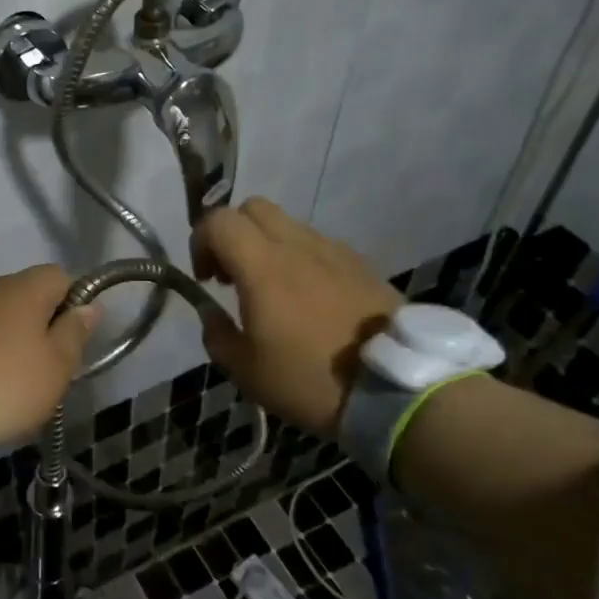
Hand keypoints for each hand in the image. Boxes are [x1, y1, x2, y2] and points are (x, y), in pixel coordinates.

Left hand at [0, 265, 100, 447]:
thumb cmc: (7, 383)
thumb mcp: (56, 365)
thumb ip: (75, 332)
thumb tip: (89, 307)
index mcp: (25, 288)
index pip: (61, 275)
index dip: (74, 301)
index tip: (73, 337)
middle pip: (28, 295)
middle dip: (41, 323)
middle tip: (47, 364)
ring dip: (10, 339)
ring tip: (13, 379)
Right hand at [192, 197, 399, 435]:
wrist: (397, 390)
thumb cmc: (310, 379)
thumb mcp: (246, 371)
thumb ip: (216, 334)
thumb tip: (209, 312)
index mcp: (262, 266)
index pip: (219, 221)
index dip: (200, 241)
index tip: (205, 279)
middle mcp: (297, 246)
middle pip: (253, 208)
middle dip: (233, 233)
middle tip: (232, 274)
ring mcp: (334, 252)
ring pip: (288, 225)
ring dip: (268, 246)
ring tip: (271, 291)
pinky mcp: (361, 265)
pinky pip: (319, 246)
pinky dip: (301, 259)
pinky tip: (308, 300)